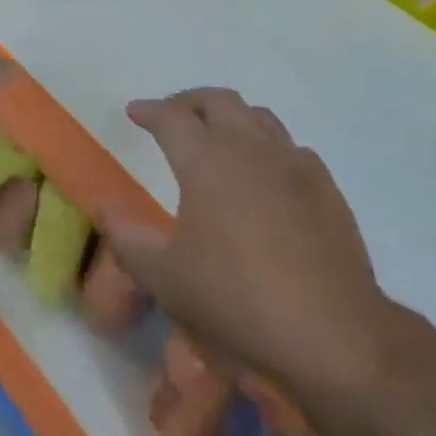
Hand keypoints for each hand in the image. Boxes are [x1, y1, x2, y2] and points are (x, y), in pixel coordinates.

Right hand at [101, 88, 392, 391]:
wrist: (332, 334)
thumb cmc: (236, 300)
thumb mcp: (164, 277)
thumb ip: (127, 238)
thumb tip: (103, 207)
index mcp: (206, 160)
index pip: (171, 117)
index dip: (149, 110)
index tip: (134, 113)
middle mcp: (250, 149)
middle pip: (218, 101)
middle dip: (190, 102)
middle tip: (173, 117)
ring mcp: (294, 165)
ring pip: (259, 117)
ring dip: (232, 117)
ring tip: (218, 137)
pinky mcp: (326, 189)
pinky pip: (292, 149)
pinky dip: (269, 148)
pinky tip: (267, 175)